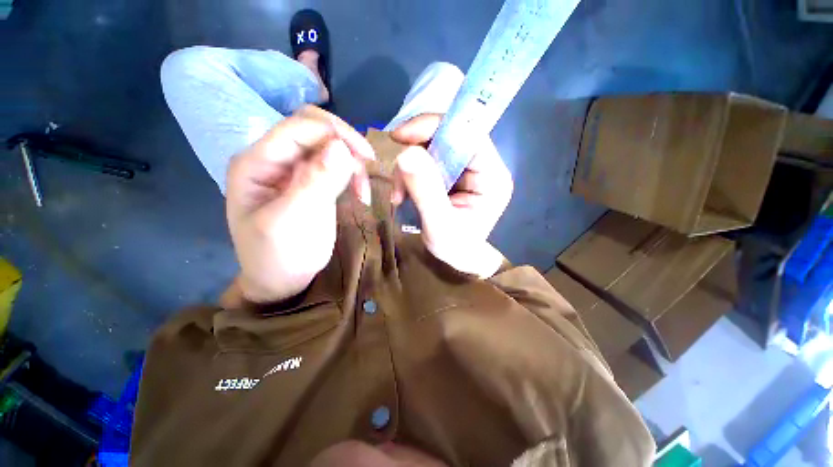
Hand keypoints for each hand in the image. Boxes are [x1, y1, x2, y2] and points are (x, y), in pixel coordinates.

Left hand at [226, 105, 373, 303]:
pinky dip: (352, 172)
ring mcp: (294, 170)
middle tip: (368, 167)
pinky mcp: (311, 181)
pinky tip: (359, 192)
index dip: (335, 133)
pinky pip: (335, 164)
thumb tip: (341, 147)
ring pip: (328, 145)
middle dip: (345, 143)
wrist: (282, 280)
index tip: (366, 157)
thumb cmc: (279, 257)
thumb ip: (316, 183)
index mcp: (256, 163)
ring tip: (363, 191)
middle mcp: (273, 159)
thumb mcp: (295, 222)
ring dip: (352, 161)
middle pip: (313, 129)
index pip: (298, 127)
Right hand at [391, 114, 512, 277]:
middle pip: (447, 139)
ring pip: (432, 148)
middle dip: (416, 154)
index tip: (400, 137)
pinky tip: (403, 193)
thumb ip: (425, 191)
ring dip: (409, 167)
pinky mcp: (452, 175)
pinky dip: (409, 173)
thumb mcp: (439, 225)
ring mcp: (466, 170)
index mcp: (492, 177)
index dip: (434, 127)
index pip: (468, 135)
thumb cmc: (455, 248)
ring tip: (399, 194)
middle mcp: (483, 167)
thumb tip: (406, 153)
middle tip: (398, 179)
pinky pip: (426, 161)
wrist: (458, 258)